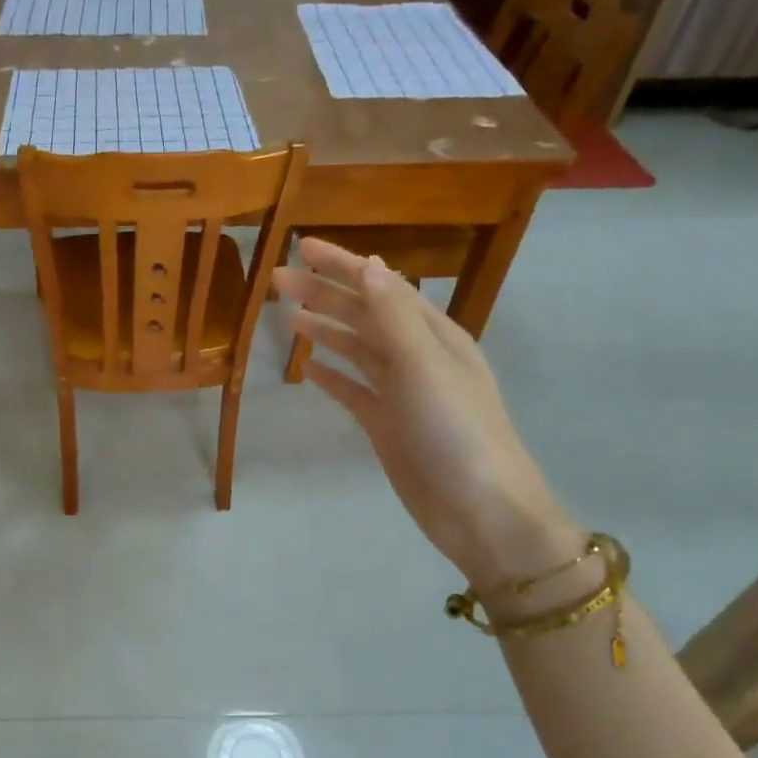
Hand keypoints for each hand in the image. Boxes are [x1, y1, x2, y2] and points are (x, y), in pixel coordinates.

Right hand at [271, 238, 579, 590]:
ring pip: (357, 350)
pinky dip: (333, 376)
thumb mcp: (425, 366)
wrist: (479, 510)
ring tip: (289, 315)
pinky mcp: (388, 425)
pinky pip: (354, 391)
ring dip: (326, 330)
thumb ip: (394, 317)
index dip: (343, 265)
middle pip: (363, 316)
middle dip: (324, 295)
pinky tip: (309, 369)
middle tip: (277, 281)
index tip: (303, 247)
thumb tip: (371, 265)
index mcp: (432, 335)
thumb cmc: (456, 432)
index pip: (381, 288)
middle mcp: (417, 357)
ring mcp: (401, 393)